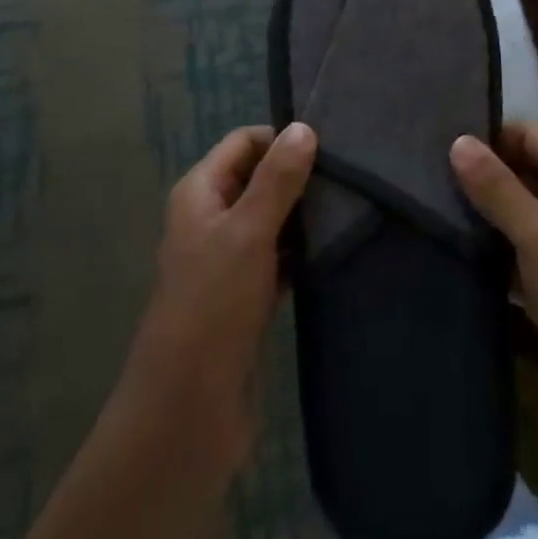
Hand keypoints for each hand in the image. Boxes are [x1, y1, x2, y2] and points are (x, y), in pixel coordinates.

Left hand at [114, 122, 317, 493]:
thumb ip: (277, 179)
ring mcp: (227, 262)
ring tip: (350, 208)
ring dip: (302, 215)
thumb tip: (304, 127)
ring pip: (270, 220)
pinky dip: (300, 253)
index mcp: (199, 193)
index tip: (328, 145)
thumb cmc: (213, 306)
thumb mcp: (248, 232)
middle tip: (348, 176)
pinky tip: (334, 251)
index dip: (280, 138)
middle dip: (297, 175)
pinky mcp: (246, 298)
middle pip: (257, 179)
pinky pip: (277, 260)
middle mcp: (210, 220)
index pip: (242, 143)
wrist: (187, 411)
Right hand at [451, 123, 537, 484]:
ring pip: (517, 217)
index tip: (440, 141)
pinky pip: (517, 257)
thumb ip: (497, 187)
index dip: (491, 136)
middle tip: (425, 176)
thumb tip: (458, 140)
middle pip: (523, 174)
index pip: (531, 136)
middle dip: (481, 176)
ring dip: (483, 217)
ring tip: (429, 209)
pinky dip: (492, 255)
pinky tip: (453, 253)